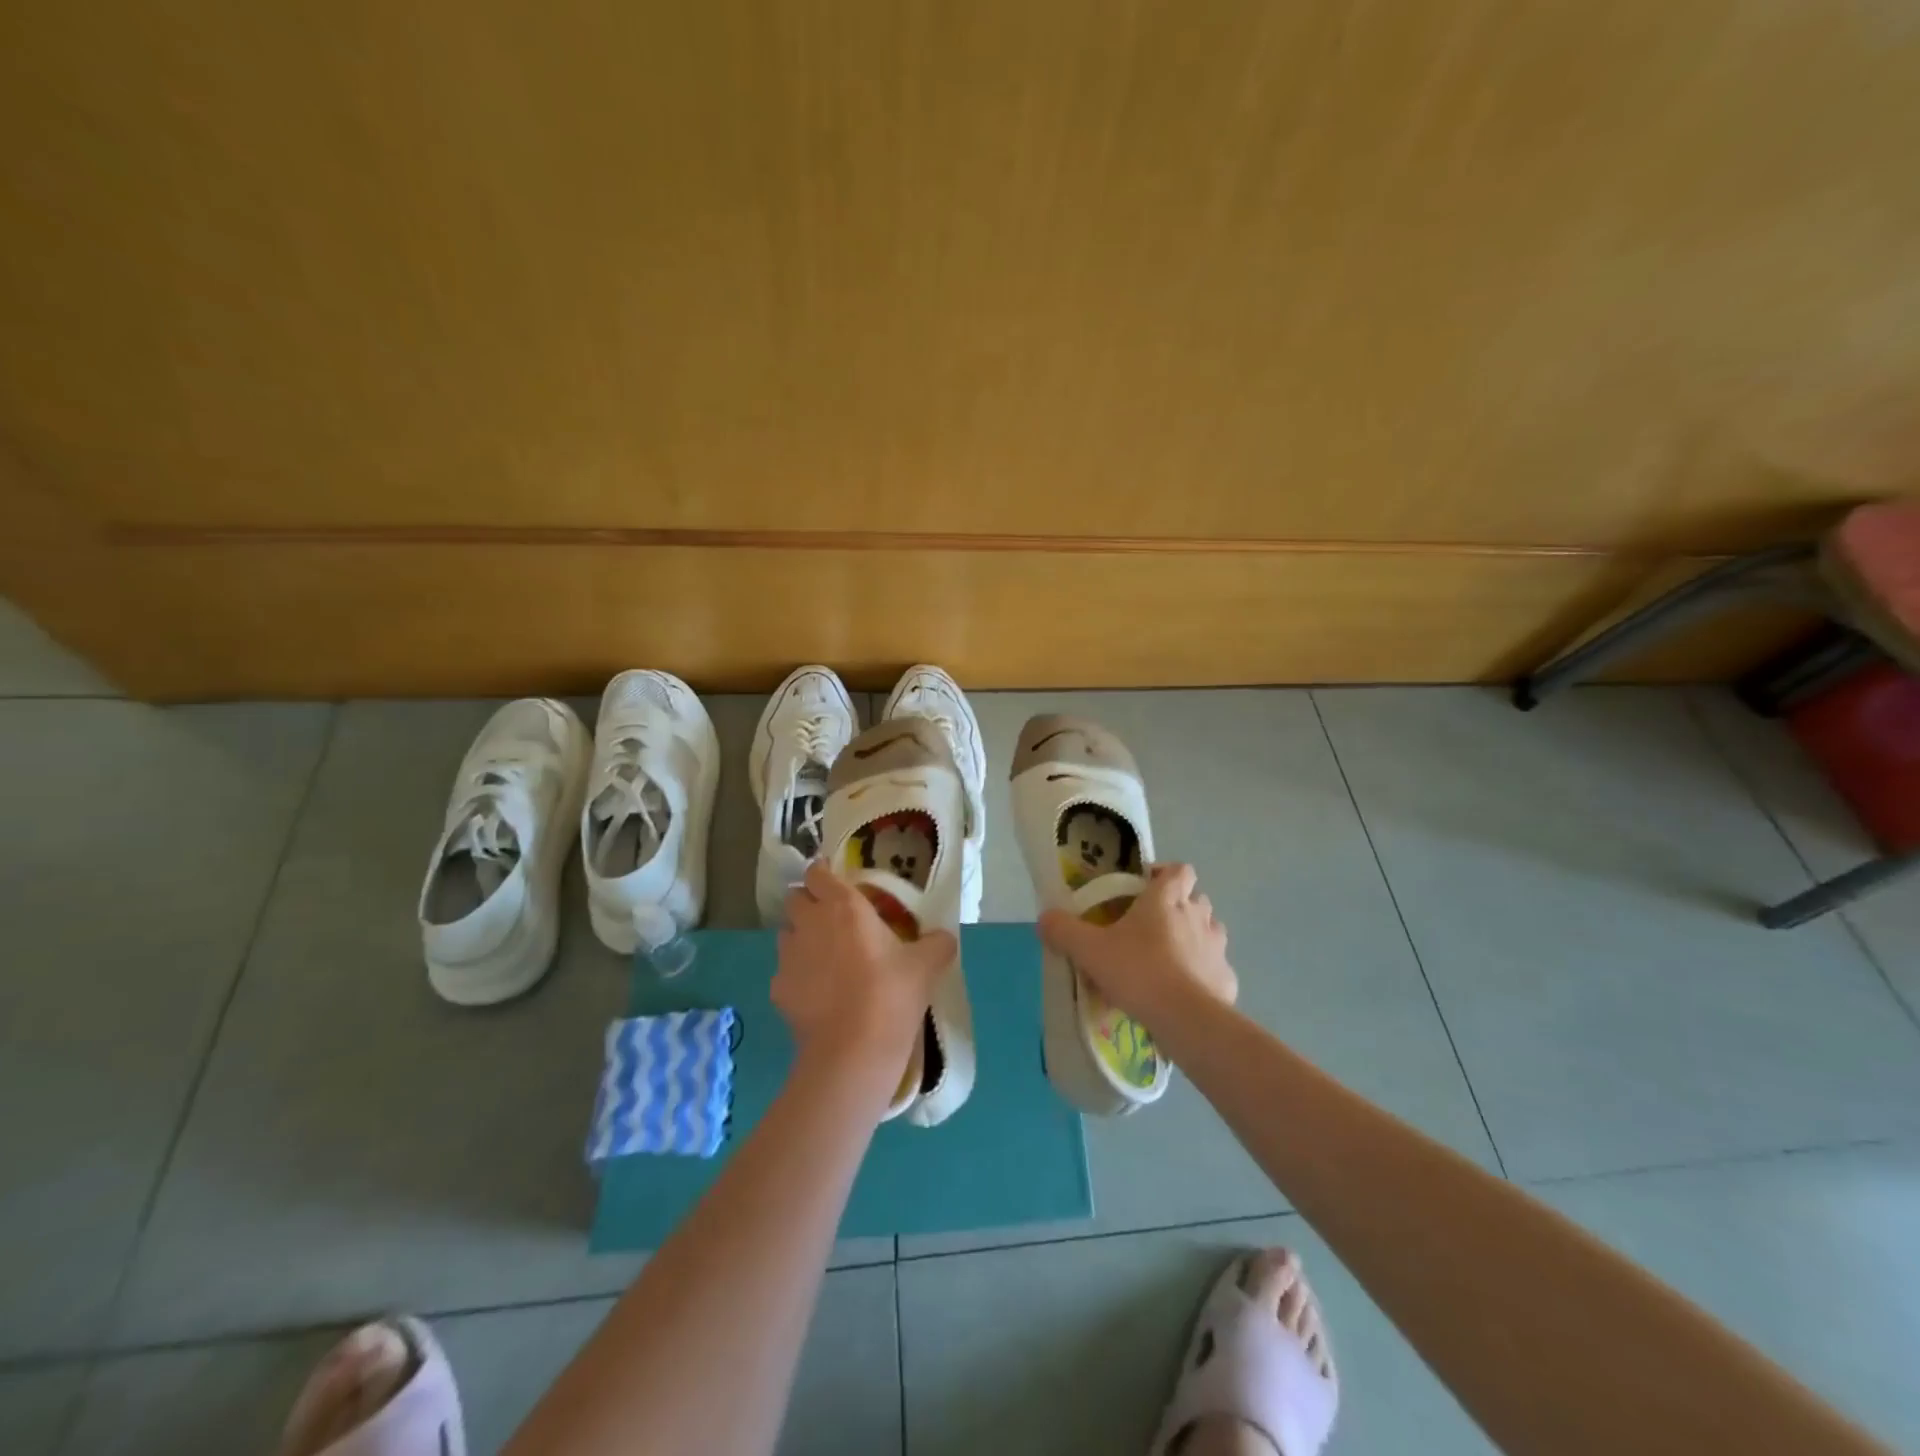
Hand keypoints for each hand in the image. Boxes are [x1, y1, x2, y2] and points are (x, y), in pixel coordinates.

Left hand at [774, 861, 956, 1097]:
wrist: (852, 1052)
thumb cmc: (890, 995)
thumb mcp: (926, 966)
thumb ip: (937, 943)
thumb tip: (944, 937)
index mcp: (843, 906)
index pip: (817, 872)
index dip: (823, 873)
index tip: (838, 882)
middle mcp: (810, 923)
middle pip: (795, 898)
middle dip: (809, 903)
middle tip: (835, 920)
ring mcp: (788, 957)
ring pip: (787, 934)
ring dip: (802, 937)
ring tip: (826, 958)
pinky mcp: (778, 990)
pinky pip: (785, 972)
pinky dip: (798, 976)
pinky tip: (818, 995)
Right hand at [1037, 863, 1236, 1028]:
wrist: (1186, 1018)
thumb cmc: (1138, 971)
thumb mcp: (1089, 950)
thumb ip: (1064, 930)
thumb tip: (1045, 918)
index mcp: (1167, 899)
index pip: (1178, 870)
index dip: (1165, 873)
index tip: (1145, 887)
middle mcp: (1198, 916)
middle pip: (1196, 898)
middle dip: (1179, 906)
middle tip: (1152, 925)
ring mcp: (1217, 947)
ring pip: (1210, 930)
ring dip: (1194, 937)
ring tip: (1170, 957)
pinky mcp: (1227, 979)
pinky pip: (1215, 968)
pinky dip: (1203, 973)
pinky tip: (1185, 990)